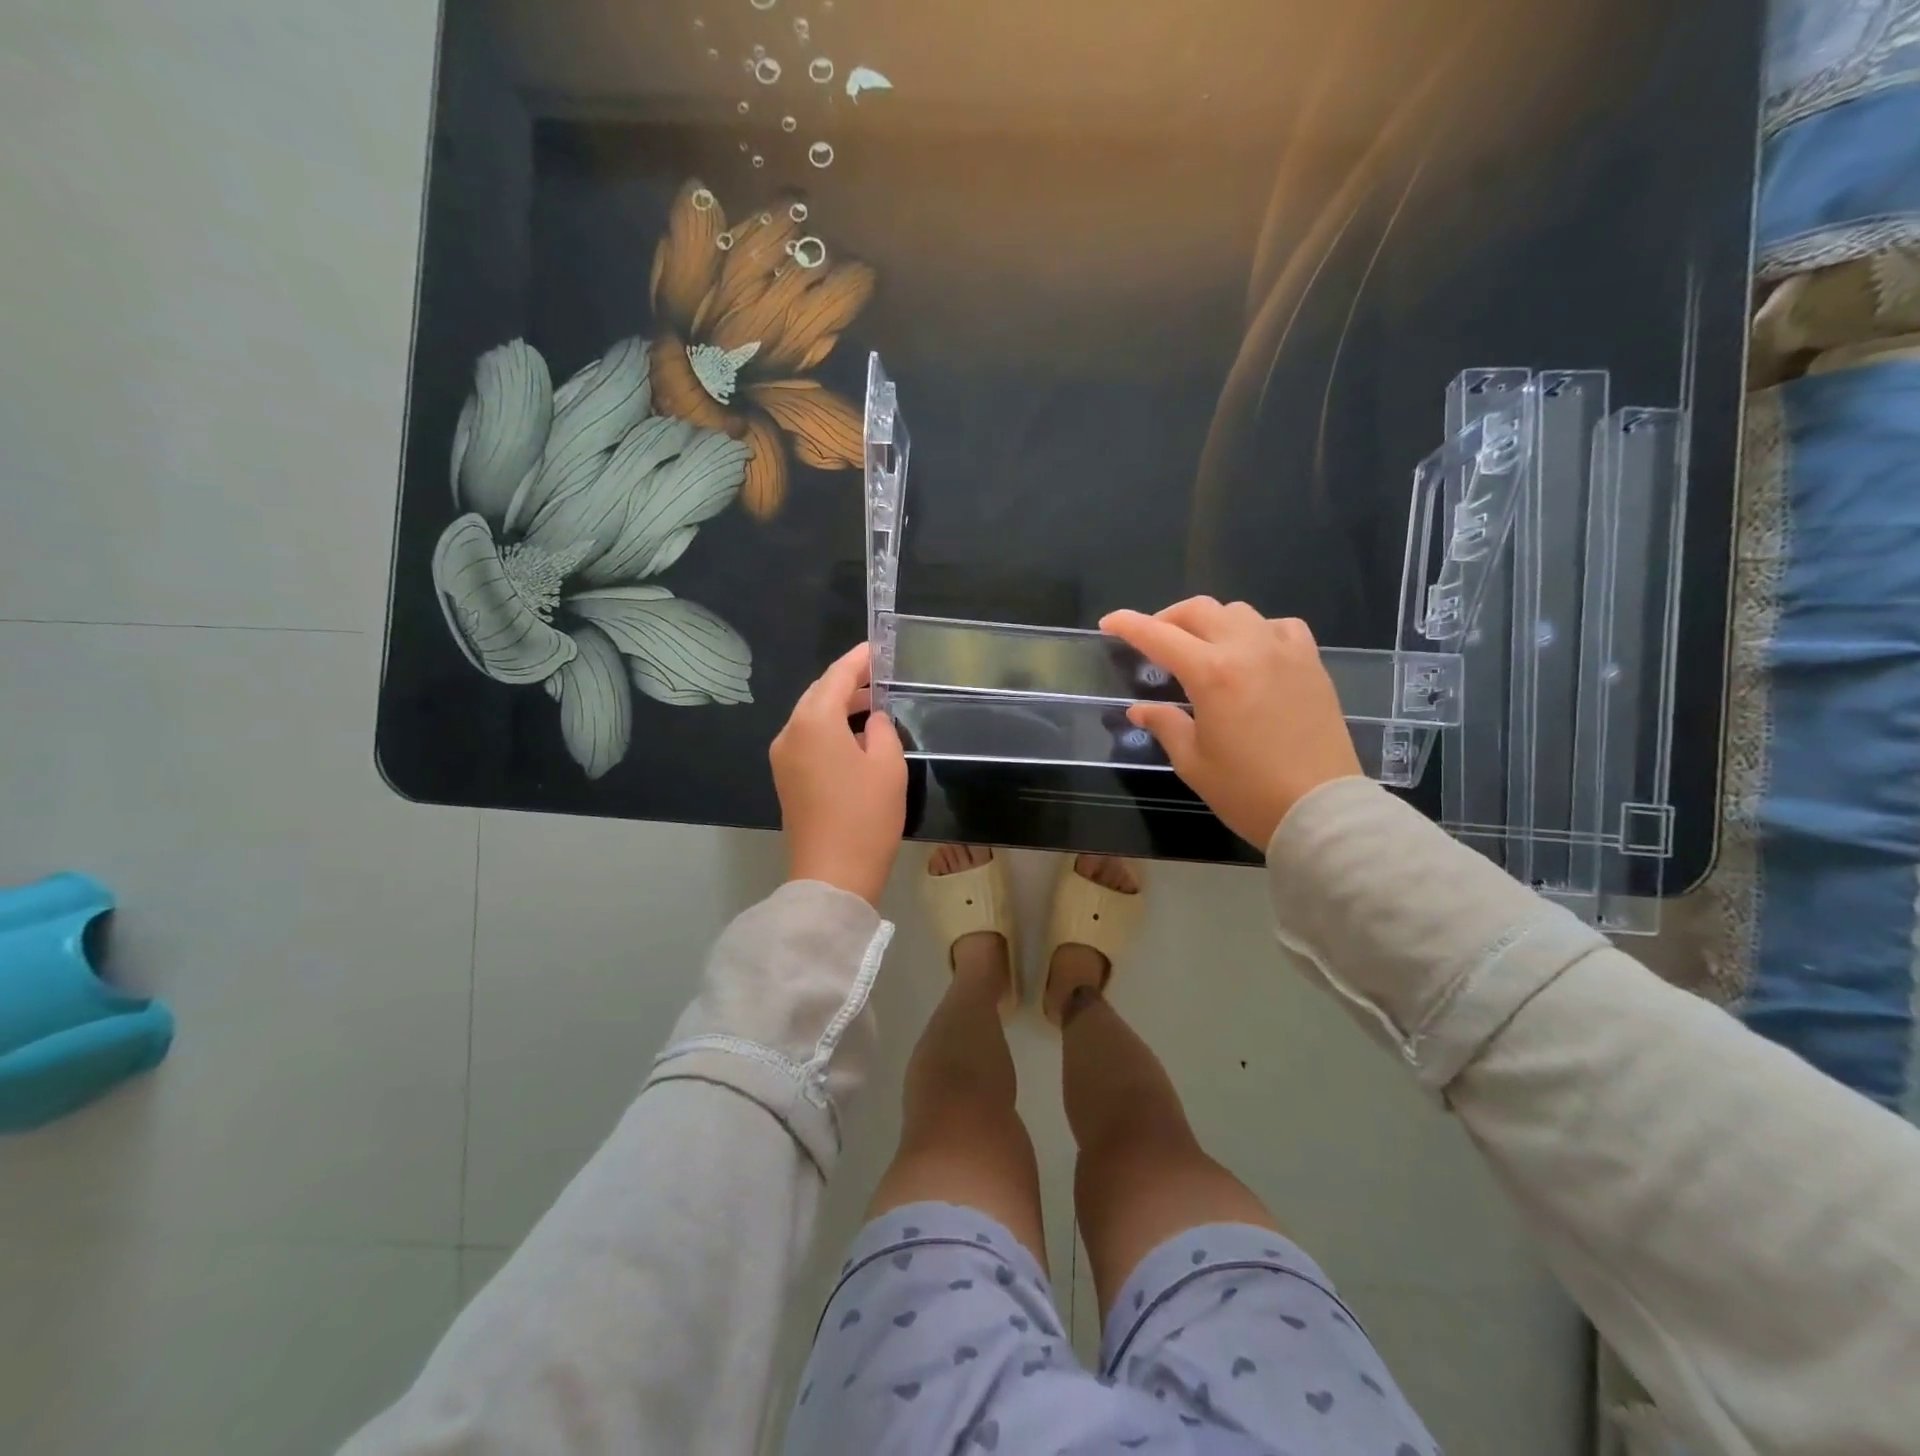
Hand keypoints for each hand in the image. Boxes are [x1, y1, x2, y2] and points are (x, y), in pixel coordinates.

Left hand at [770, 642, 907, 905]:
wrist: (833, 875)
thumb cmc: (866, 816)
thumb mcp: (887, 765)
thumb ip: (881, 729)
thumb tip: (872, 719)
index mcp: (813, 722)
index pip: (837, 676)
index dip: (859, 659)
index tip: (880, 648)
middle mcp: (790, 732)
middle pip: (818, 693)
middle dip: (848, 682)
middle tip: (880, 675)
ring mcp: (783, 757)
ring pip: (811, 716)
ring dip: (838, 706)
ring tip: (873, 703)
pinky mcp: (786, 779)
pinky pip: (807, 738)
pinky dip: (829, 728)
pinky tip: (854, 735)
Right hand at [1100, 599, 1362, 849]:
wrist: (1321, 810)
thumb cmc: (1248, 792)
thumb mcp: (1193, 762)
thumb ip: (1165, 725)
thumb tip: (1140, 710)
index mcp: (1211, 674)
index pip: (1158, 635)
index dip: (1128, 625)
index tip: (1109, 623)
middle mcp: (1248, 649)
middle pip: (1199, 610)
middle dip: (1167, 618)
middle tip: (1153, 639)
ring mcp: (1284, 652)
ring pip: (1238, 612)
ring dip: (1210, 621)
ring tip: (1200, 646)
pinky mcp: (1311, 663)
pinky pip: (1280, 626)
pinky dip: (1256, 630)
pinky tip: (1252, 651)